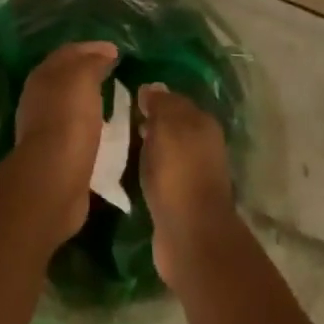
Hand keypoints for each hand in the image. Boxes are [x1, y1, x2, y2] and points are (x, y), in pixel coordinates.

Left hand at [13, 40, 119, 244]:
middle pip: (67, 77)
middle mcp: (39, 97)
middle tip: (115, 72)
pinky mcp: (54, 154)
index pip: (69, 52)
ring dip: (89, 99)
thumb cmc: (69, 119)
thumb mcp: (83, 77)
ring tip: (114, 99)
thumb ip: (93, 61)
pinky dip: (90, 124)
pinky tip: (105, 129)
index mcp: (43, 74)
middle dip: (89, 71)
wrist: (54, 178)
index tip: (117, 51)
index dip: (93, 48)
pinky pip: (75, 129)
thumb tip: (104, 53)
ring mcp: (44, 127)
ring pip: (70, 103)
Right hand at [138, 83, 235, 289]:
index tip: (128, 97)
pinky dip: (149, 169)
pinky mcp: (181, 200)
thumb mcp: (167, 126)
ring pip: (167, 150)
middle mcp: (202, 145)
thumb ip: (160, 104)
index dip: (153, 97)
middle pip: (172, 125)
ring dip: (148, 146)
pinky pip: (161, 174)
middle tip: (120, 120)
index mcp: (203, 123)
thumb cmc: (178, 172)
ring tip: (121, 143)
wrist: (190, 235)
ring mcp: (193, 174)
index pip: (175, 99)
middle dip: (150, 121)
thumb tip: (152, 87)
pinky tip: (131, 170)